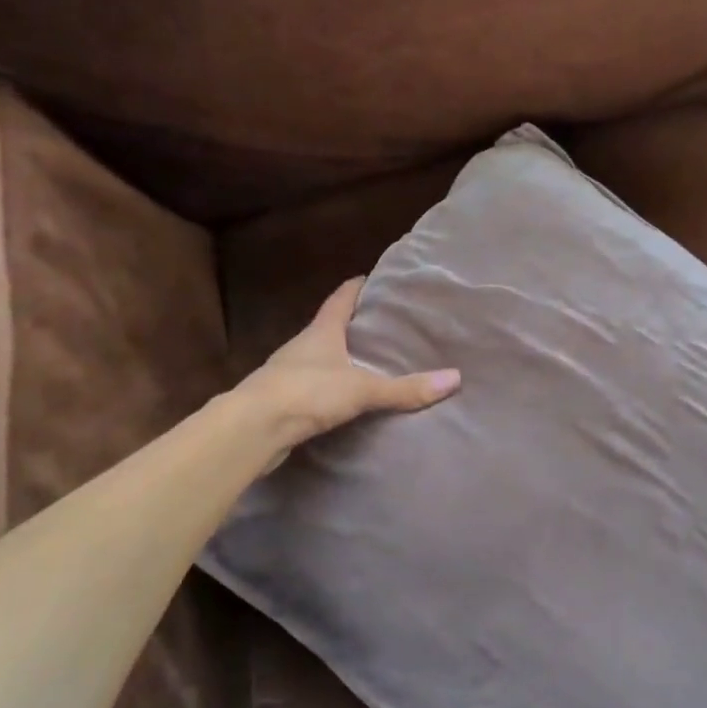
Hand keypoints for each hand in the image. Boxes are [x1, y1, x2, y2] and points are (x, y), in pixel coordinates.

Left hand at [241, 277, 460, 462]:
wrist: (251, 429)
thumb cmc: (307, 392)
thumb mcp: (363, 389)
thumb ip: (405, 388)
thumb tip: (454, 379)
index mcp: (321, 331)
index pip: (340, 298)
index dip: (357, 287)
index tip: (373, 278)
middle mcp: (302, 346)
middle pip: (329, 327)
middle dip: (353, 324)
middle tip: (384, 324)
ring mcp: (287, 373)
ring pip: (319, 358)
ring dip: (340, 358)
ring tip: (369, 362)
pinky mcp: (282, 401)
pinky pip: (312, 387)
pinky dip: (329, 387)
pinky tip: (343, 399)